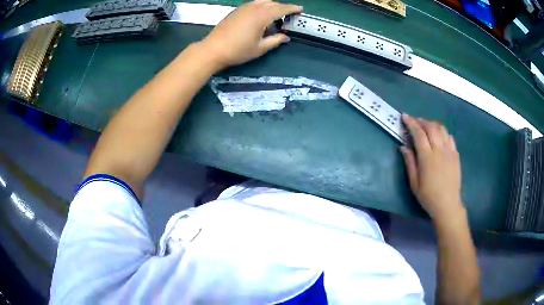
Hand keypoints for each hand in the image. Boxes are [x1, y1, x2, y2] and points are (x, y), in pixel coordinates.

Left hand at [199, 0, 302, 68]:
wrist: (213, 49)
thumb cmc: (238, 50)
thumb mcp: (260, 48)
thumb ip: (275, 41)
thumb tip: (285, 37)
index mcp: (262, 16)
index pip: (281, 9)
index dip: (292, 8)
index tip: (300, 9)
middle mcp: (254, 8)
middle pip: (273, 3)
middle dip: (283, 7)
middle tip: (288, 15)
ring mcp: (244, 8)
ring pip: (262, 2)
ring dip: (272, 6)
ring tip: (275, 15)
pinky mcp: (236, 10)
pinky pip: (253, 4)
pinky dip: (261, 6)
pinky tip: (261, 15)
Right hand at [400, 114, 464, 223]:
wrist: (447, 205)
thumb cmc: (428, 196)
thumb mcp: (414, 183)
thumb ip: (410, 163)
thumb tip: (404, 146)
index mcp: (427, 158)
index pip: (419, 133)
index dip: (411, 123)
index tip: (404, 116)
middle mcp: (439, 150)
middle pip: (431, 127)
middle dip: (422, 121)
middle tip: (415, 121)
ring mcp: (449, 151)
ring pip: (442, 129)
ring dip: (433, 124)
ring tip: (427, 127)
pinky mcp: (456, 155)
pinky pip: (450, 137)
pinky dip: (443, 133)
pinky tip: (439, 137)